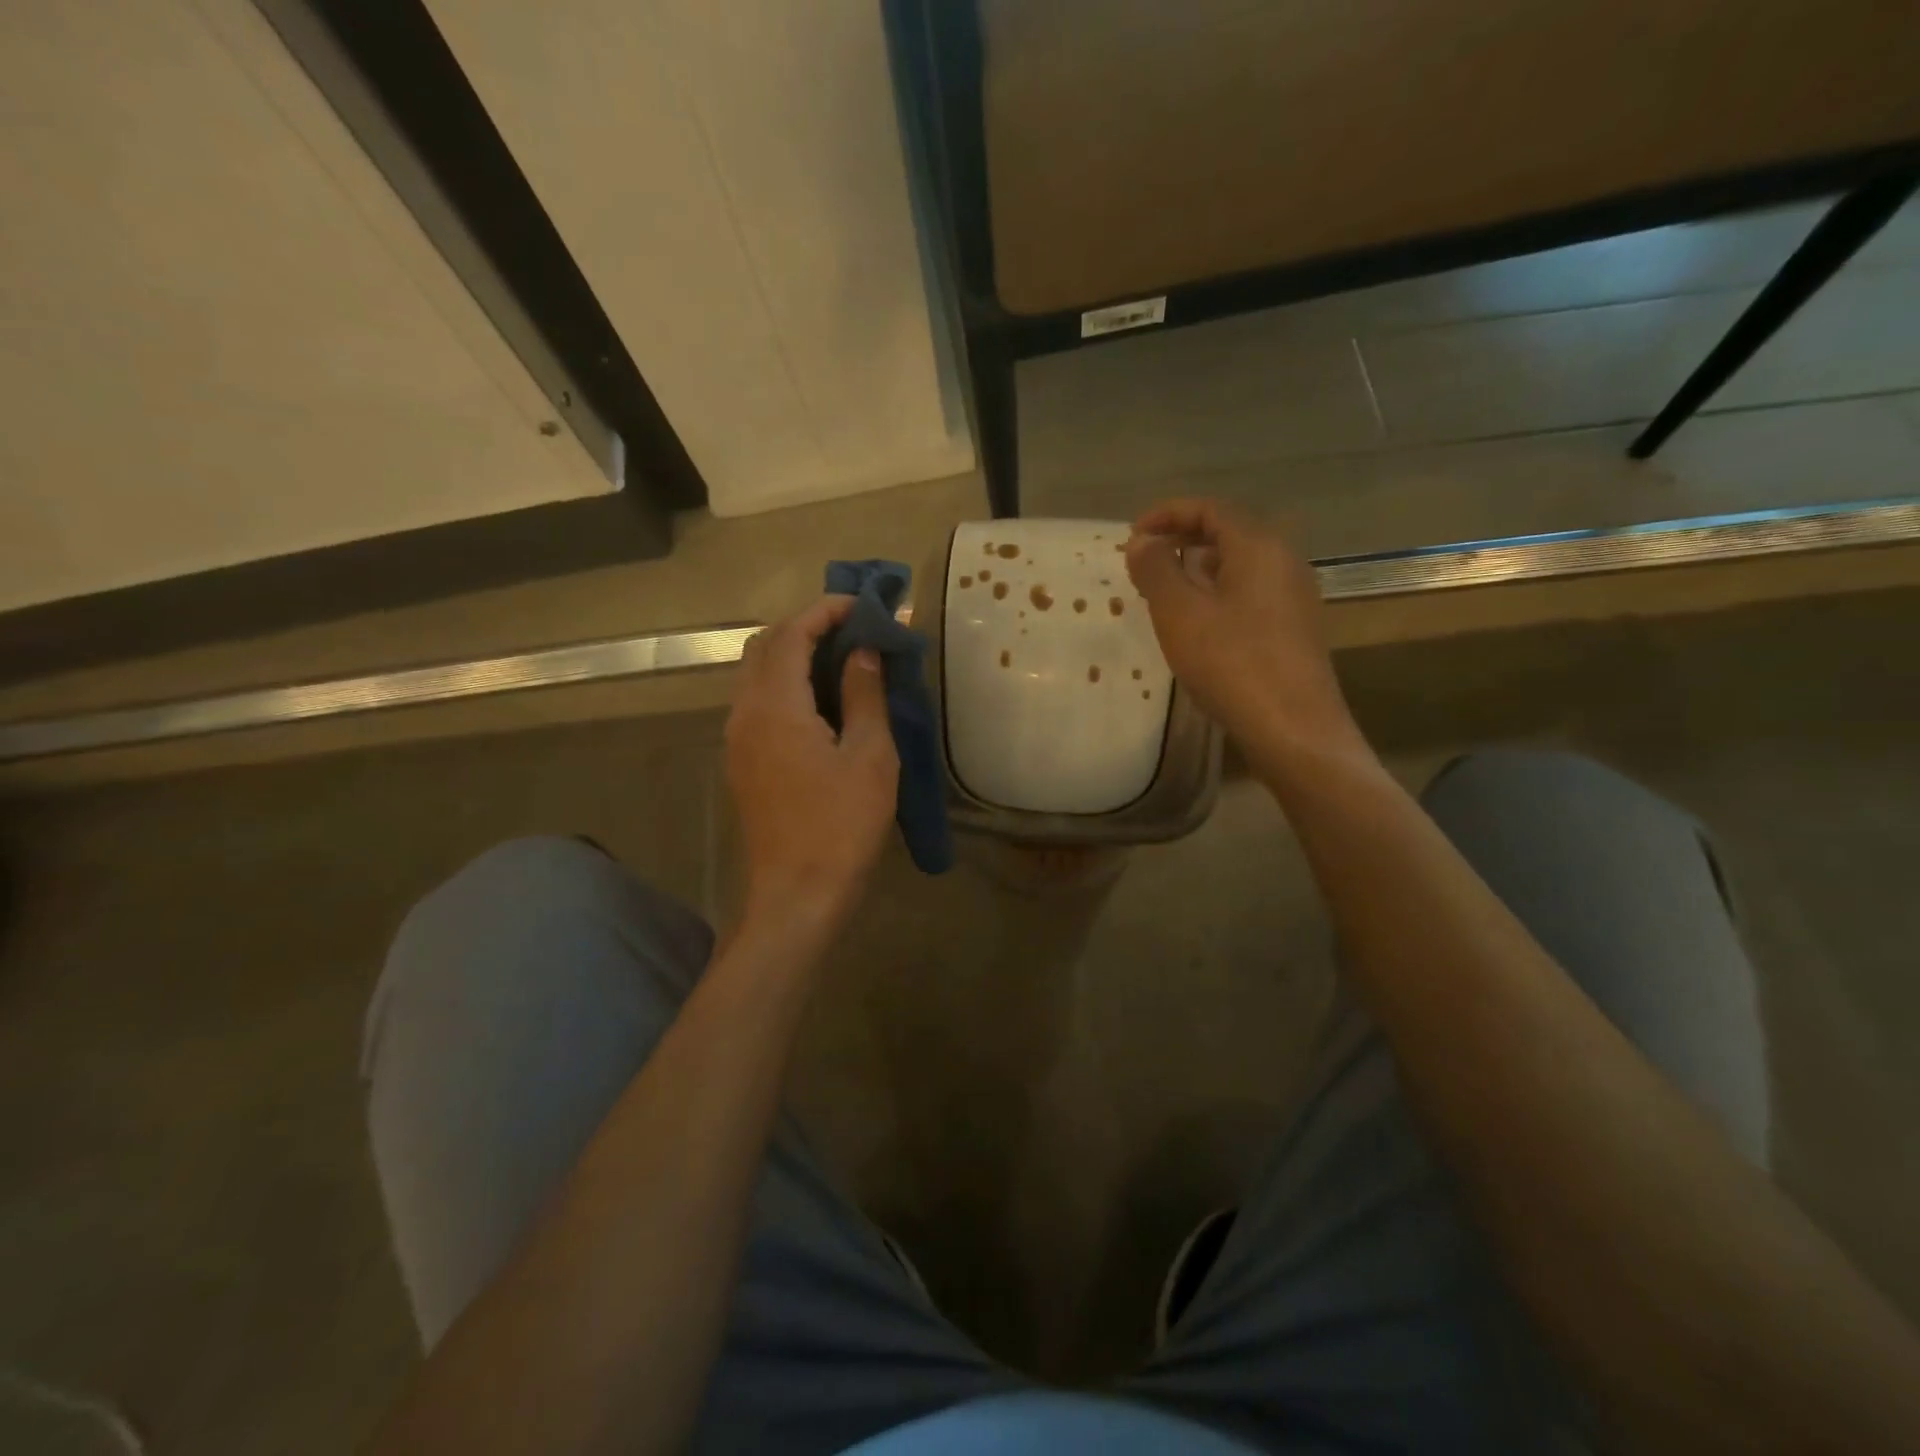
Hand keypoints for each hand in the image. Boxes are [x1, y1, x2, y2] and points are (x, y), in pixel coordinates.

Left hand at [725, 597, 899, 936]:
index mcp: (776, 707)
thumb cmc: (842, 825)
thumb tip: (862, 652)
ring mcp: (737, 740)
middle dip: (806, 626)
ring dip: (792, 654)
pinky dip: (784, 684)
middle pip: (765, 647)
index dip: (825, 611)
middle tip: (853, 628)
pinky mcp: (741, 763)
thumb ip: (863, 695)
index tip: (863, 605)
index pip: (791, 634)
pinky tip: (820, 701)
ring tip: (841, 659)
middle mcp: (744, 714)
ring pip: (756, 674)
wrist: (797, 894)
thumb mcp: (870, 757)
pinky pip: (756, 702)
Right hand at [1125, 499, 1365, 761]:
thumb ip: (1156, 569)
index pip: (1210, 509)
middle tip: (1142, 567)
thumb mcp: (1180, 613)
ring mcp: (1293, 596)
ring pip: (1237, 567)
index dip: (1167, 514)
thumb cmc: (1231, 663)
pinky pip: (1248, 595)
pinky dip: (1215, 596)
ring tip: (1162, 598)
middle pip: (1227, 533)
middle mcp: (1284, 561)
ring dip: (1196, 572)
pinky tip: (1196, 628)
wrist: (1293, 728)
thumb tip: (1143, 540)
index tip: (1131, 536)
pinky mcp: (1293, 628)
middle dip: (1180, 542)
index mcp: (1259, 546)